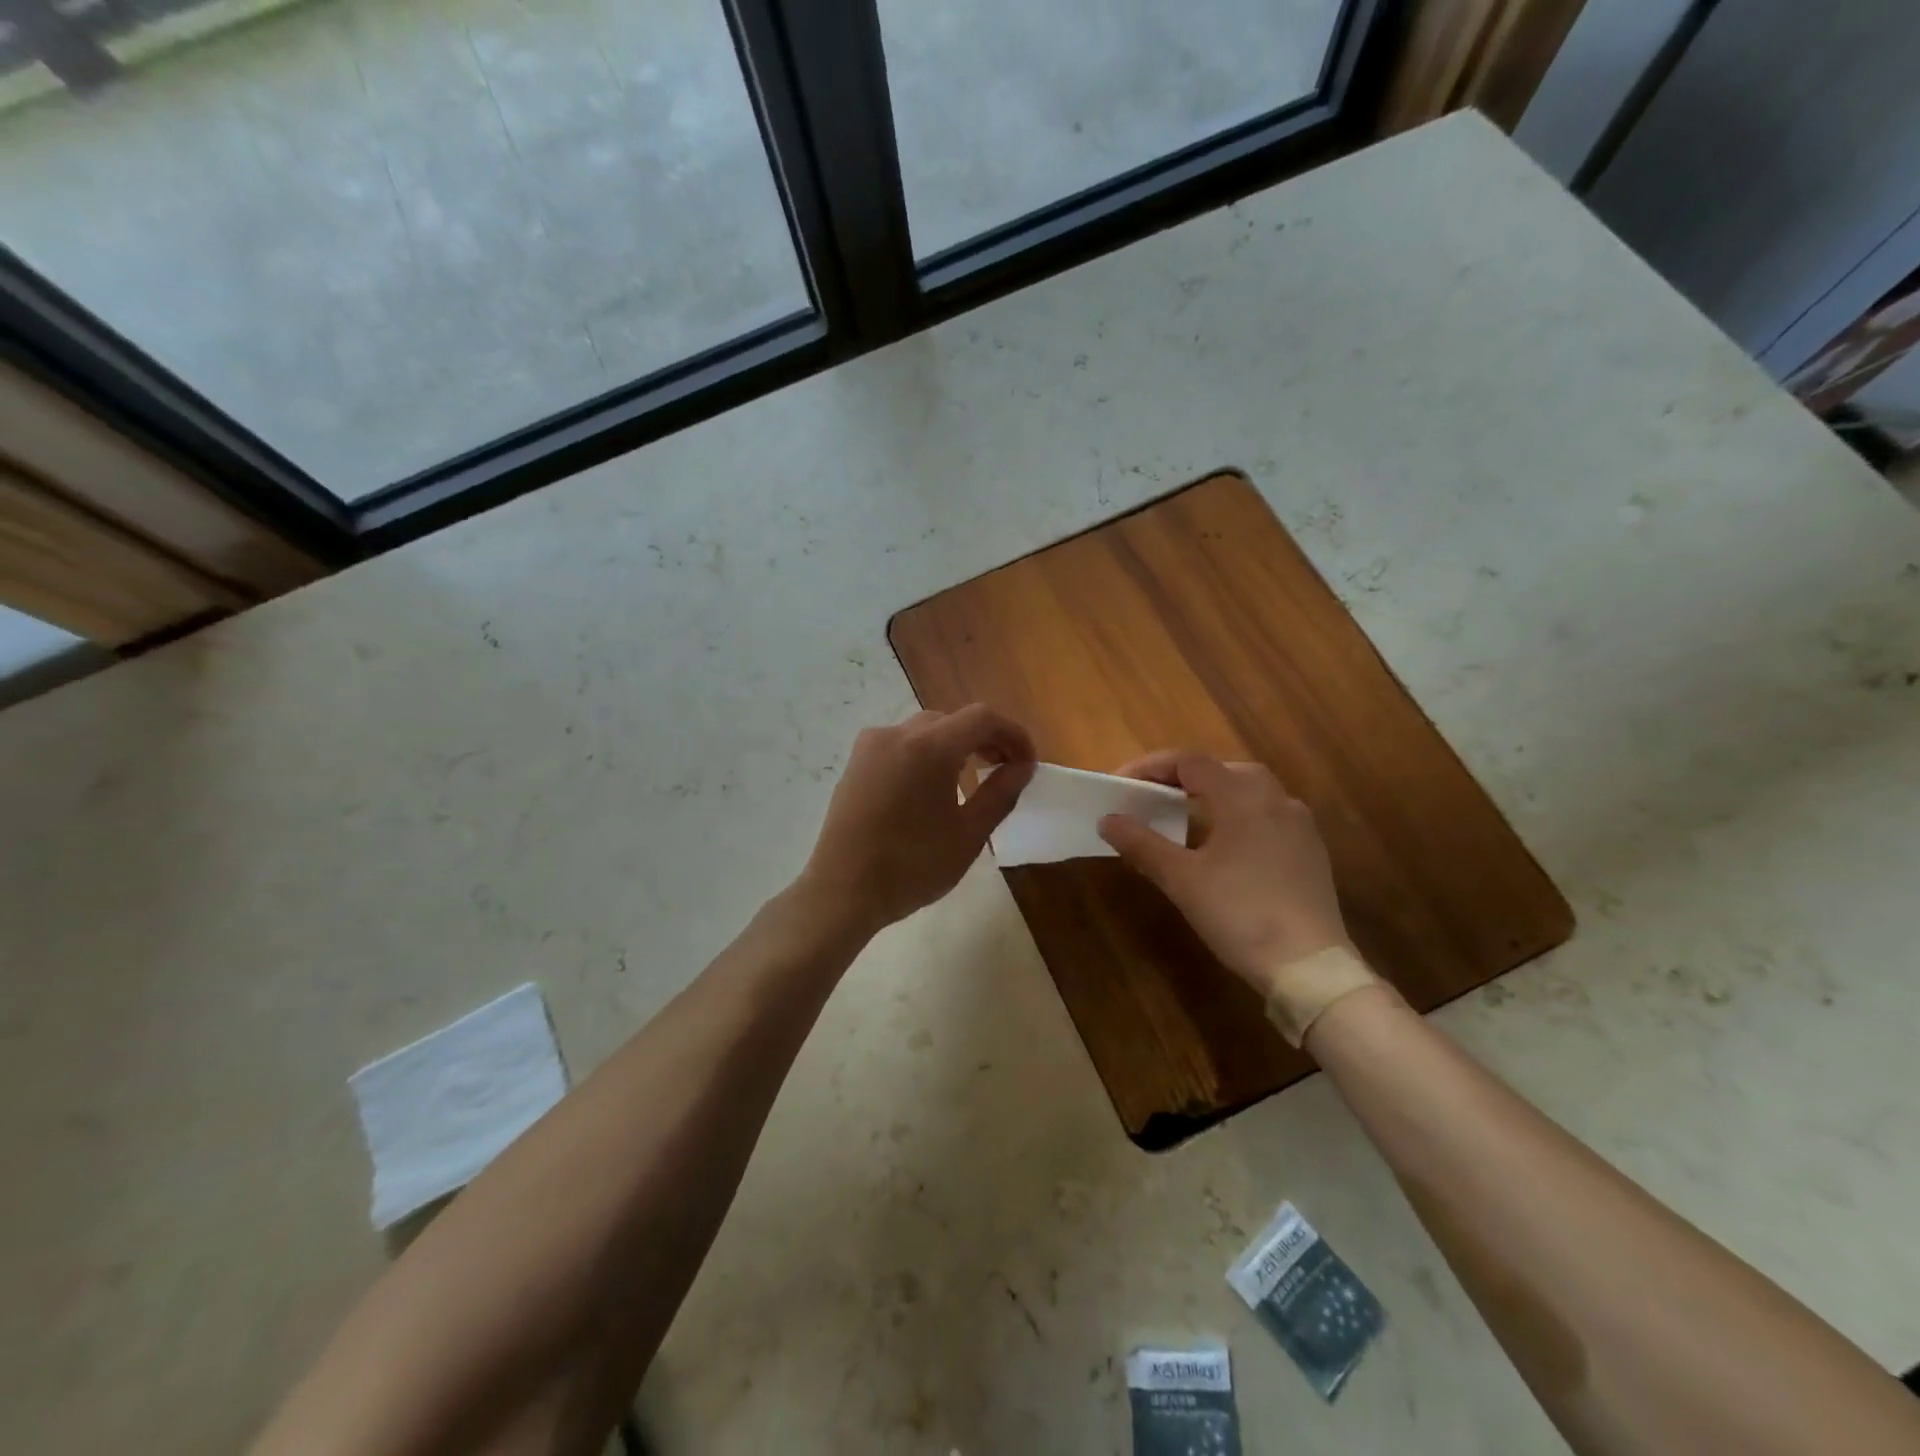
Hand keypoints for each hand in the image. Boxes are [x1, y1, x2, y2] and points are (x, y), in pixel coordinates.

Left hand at [799, 705, 1035, 934]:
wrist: (842, 891)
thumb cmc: (912, 867)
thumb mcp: (969, 834)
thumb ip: (1000, 793)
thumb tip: (1022, 767)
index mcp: (929, 747)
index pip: (983, 718)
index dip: (1013, 735)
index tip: (1027, 763)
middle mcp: (898, 734)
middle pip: (953, 720)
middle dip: (985, 739)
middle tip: (1004, 771)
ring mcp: (871, 746)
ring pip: (925, 730)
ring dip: (955, 745)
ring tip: (971, 778)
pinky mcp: (856, 763)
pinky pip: (900, 744)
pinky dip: (925, 753)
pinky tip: (931, 787)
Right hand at [1098, 751, 1351, 997]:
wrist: (1310, 967)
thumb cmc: (1240, 914)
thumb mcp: (1182, 880)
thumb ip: (1142, 844)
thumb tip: (1108, 819)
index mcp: (1242, 797)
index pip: (1189, 761)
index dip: (1150, 766)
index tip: (1121, 785)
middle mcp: (1275, 799)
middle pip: (1221, 769)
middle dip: (1182, 778)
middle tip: (1150, 799)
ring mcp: (1299, 824)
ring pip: (1249, 791)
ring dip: (1212, 795)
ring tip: (1183, 818)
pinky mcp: (1310, 850)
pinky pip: (1267, 815)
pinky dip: (1237, 816)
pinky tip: (1224, 846)